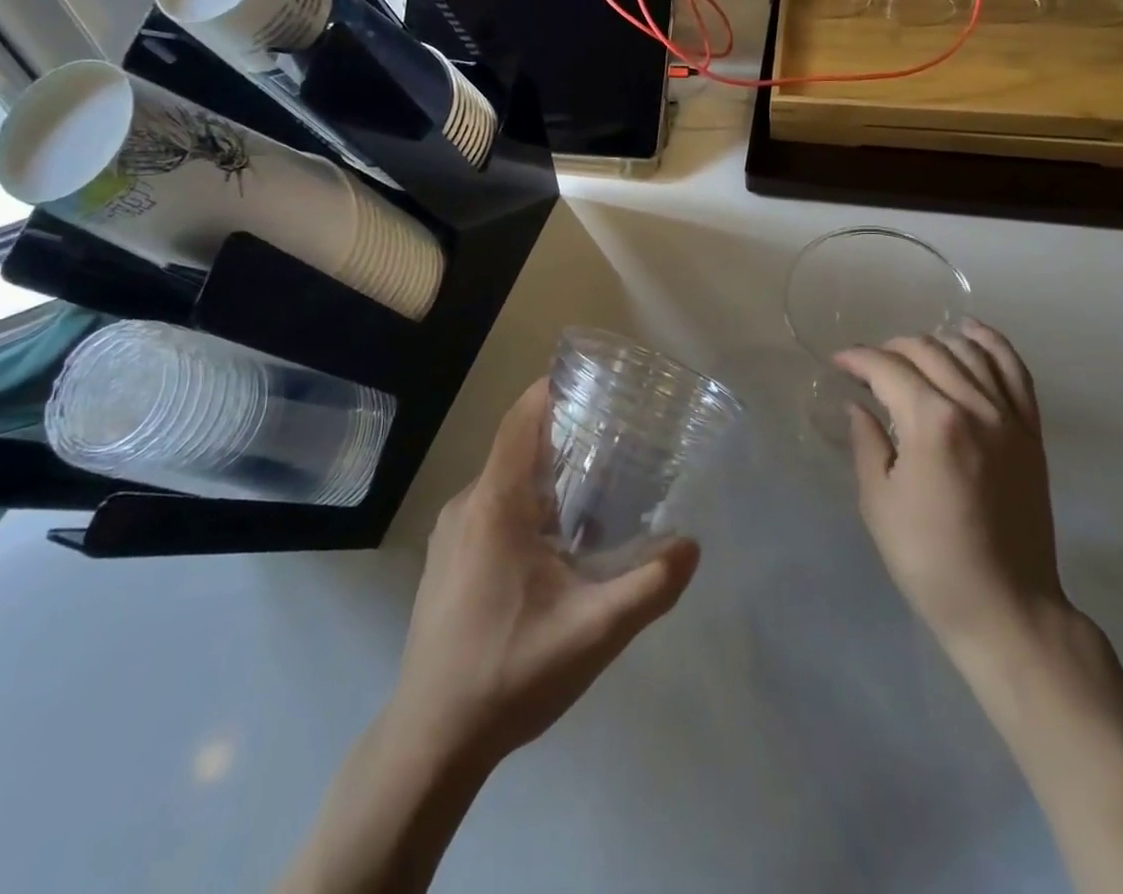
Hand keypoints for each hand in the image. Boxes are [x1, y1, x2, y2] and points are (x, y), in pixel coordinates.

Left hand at [384, 379, 699, 772]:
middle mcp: (467, 504)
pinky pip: (489, 509)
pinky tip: (553, 545)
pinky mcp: (445, 560)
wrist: (431, 739)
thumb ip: (649, 586)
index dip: (554, 390)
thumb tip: (691, 545)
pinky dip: (524, 505)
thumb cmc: (511, 672)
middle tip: (615, 445)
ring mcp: (450, 533)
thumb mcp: (594, 632)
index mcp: (496, 503)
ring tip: (594, 494)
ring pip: (504, 482)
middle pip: (517, 447)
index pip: (522, 419)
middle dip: (564, 438)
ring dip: (545, 477)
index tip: (595, 385)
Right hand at [838, 320, 1069, 671]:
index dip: (857, 359)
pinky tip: (970, 333)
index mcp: (931, 423)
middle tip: (868, 366)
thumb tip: (859, 406)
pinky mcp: (1031, 432)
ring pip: (970, 351)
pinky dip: (992, 343)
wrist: (1006, 606)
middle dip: (890, 348)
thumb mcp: (879, 502)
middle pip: (928, 351)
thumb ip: (868, 443)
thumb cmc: (929, 559)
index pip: (888, 368)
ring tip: (911, 353)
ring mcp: (1010, 417)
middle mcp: (974, 407)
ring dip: (935, 341)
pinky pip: (1016, 371)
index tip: (838, 363)